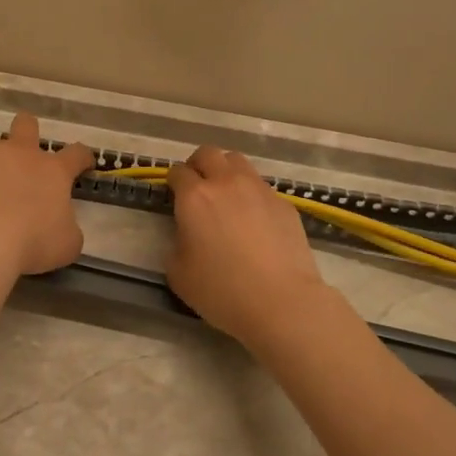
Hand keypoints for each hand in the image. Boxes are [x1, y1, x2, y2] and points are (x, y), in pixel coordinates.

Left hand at [0, 113, 95, 274]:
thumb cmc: (32, 241)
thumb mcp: (67, 244)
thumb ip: (67, 228)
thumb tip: (62, 226)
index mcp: (54, 170)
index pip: (76, 154)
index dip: (82, 157)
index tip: (84, 164)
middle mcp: (21, 153)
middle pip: (27, 125)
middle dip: (28, 132)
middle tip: (25, 153)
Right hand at [166, 145, 327, 344]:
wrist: (281, 302)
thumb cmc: (221, 291)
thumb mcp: (178, 274)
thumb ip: (176, 244)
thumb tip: (187, 234)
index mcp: (195, 197)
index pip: (177, 172)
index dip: (172, 182)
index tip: (173, 196)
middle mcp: (226, 183)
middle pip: (208, 153)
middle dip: (198, 165)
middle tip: (197, 188)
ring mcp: (259, 189)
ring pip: (238, 162)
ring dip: (226, 172)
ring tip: (226, 197)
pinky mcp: (283, 203)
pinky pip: (261, 187)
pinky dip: (251, 195)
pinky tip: (254, 221)